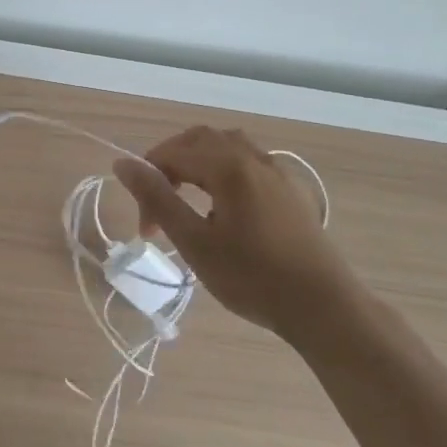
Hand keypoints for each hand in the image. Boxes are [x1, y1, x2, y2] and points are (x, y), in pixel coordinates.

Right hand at [114, 126, 352, 341]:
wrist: (323, 306)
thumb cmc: (253, 278)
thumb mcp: (195, 242)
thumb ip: (158, 198)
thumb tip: (122, 163)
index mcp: (228, 165)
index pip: (172, 153)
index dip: (149, 182)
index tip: (147, 227)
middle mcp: (252, 156)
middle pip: (199, 140)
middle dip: (171, 165)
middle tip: (160, 207)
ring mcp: (276, 170)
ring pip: (226, 146)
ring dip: (198, 164)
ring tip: (188, 200)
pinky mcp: (290, 188)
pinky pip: (248, 161)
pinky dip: (223, 170)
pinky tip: (225, 206)